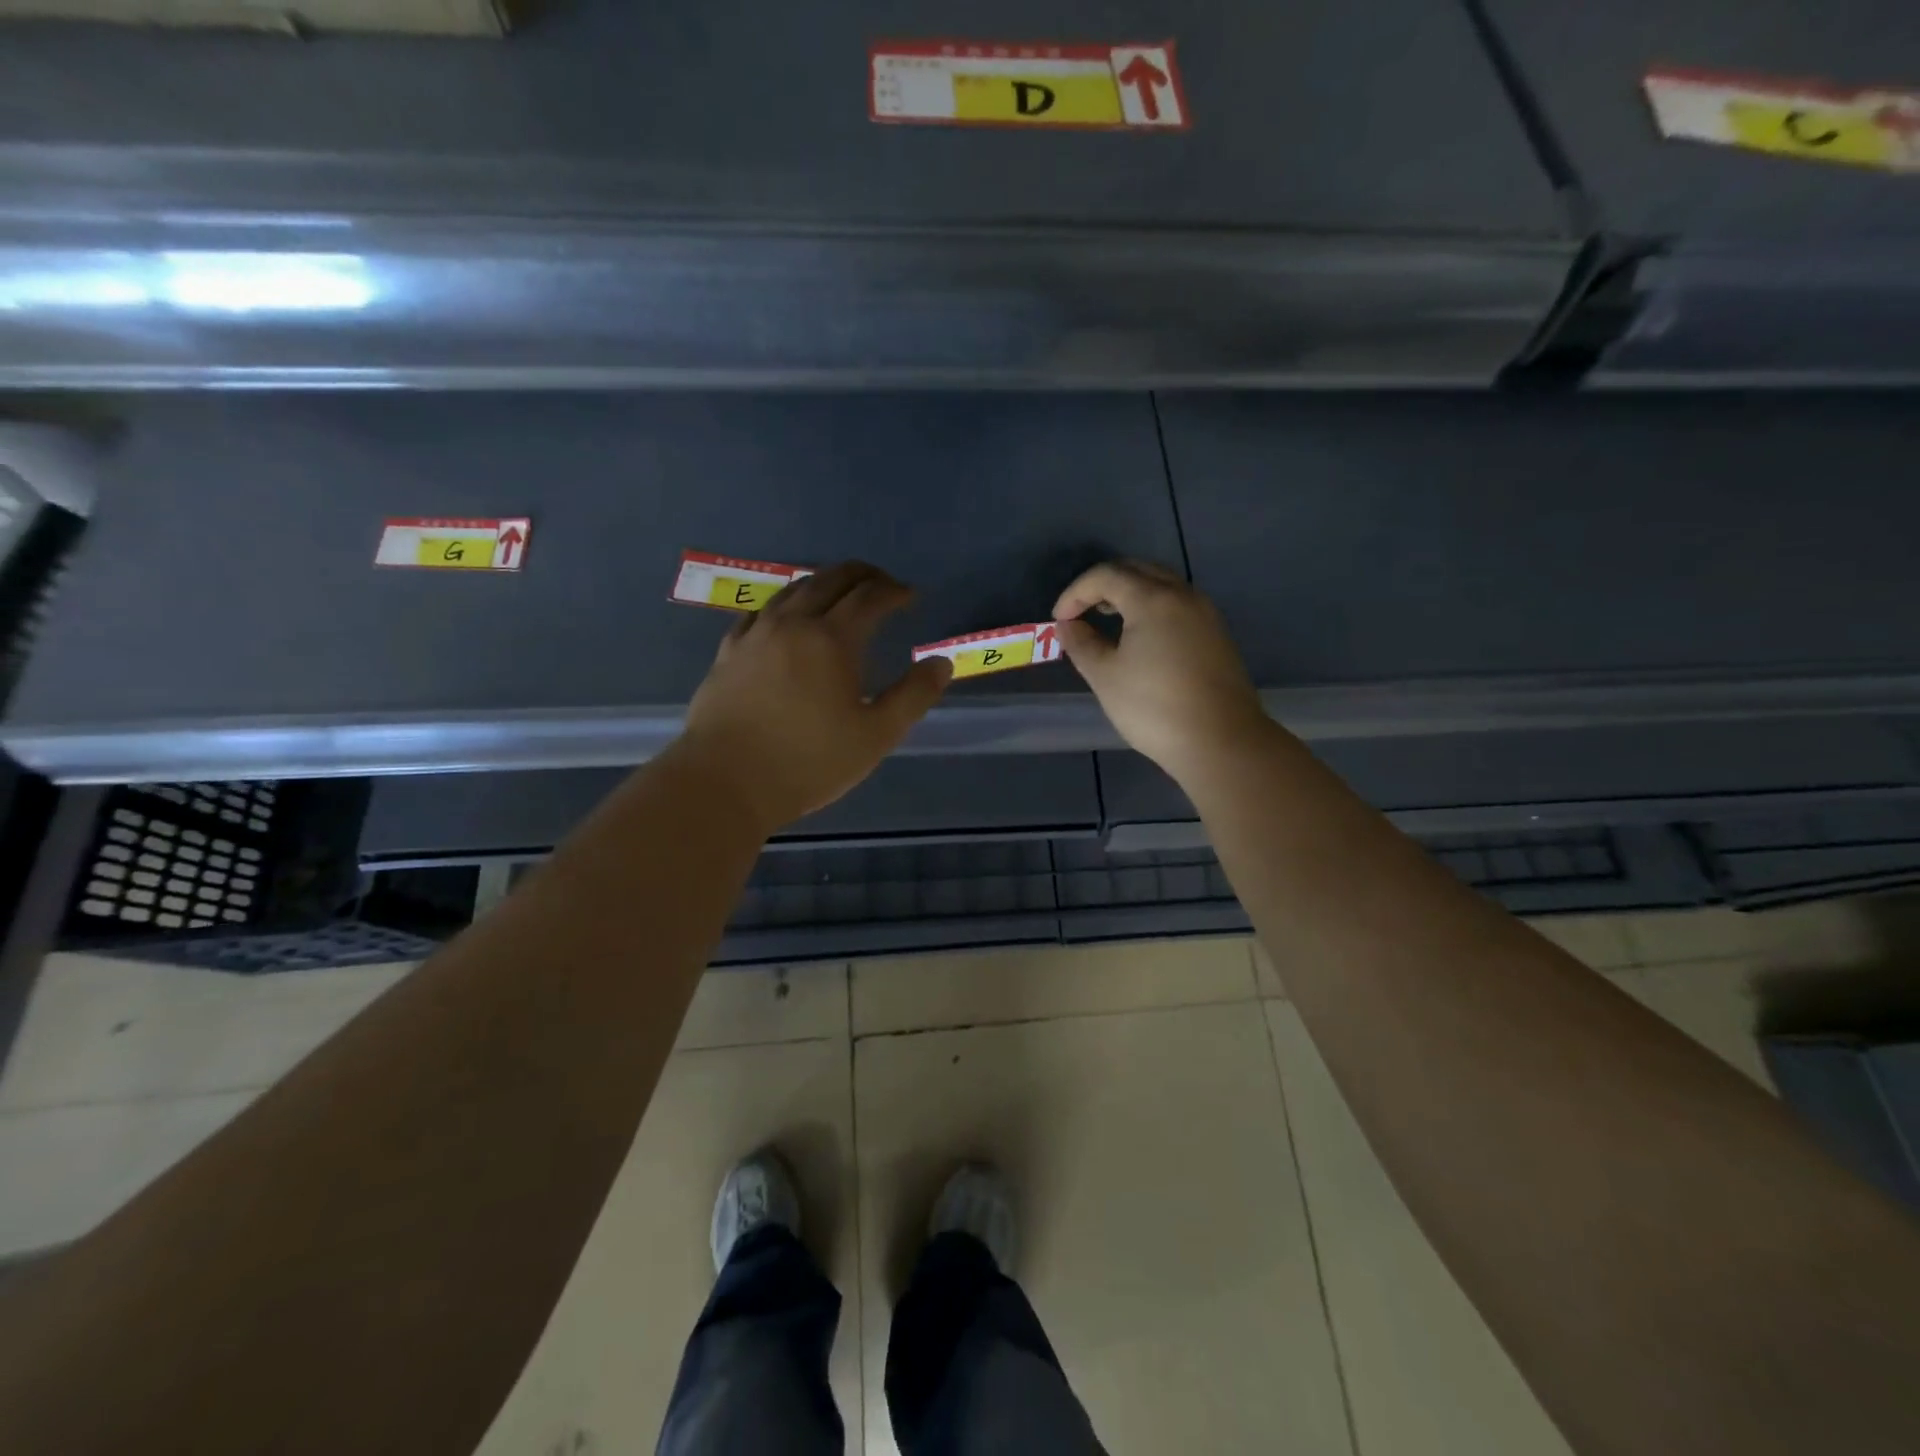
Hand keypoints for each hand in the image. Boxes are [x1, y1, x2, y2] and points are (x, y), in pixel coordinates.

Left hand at [681, 561, 951, 832]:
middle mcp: (792, 624)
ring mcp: (755, 635)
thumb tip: (941, 663)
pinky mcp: (728, 652)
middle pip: (830, 580)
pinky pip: (760, 611)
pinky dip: (785, 603)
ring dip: (823, 582)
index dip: (894, 591)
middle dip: (861, 575)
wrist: (724, 782)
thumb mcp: (876, 736)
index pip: (869, 597)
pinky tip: (786, 617)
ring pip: (793, 590)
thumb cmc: (808, 762)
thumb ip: (913, 696)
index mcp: (832, 639)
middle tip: (881, 584)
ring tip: (839, 593)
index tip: (910, 596)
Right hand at [1052, 560, 1269, 779]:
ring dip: (1129, 594)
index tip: (1059, 620)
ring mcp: (1205, 614)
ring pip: (1161, 585)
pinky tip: (1141, 639)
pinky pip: (1177, 605)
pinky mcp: (1217, 635)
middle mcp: (1183, 596)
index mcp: (1153, 599)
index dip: (1076, 592)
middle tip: (1081, 612)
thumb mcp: (1105, 676)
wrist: (1221, 742)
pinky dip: (1151, 608)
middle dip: (1103, 585)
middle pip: (1137, 571)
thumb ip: (1081, 644)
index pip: (1106, 575)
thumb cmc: (1154, 708)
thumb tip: (1067, 626)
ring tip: (1108, 621)